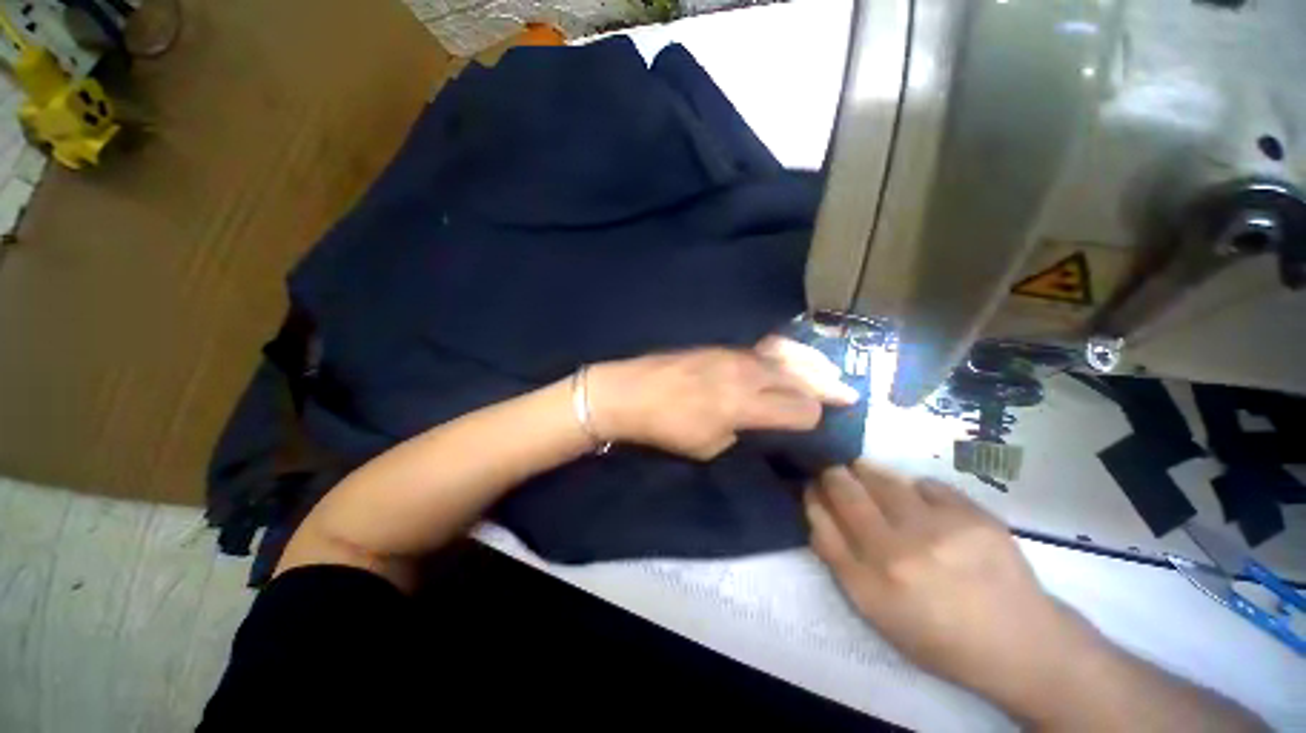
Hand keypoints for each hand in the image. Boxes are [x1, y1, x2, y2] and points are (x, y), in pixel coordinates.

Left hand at [587, 337, 858, 460]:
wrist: (631, 392)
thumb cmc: (666, 427)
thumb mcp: (708, 446)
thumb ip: (740, 432)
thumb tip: (757, 422)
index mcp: (745, 405)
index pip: (799, 408)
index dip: (814, 418)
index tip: (821, 423)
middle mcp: (747, 374)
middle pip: (799, 378)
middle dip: (827, 387)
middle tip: (849, 394)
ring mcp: (735, 355)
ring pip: (785, 357)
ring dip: (813, 366)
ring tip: (833, 371)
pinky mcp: (722, 347)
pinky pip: (764, 348)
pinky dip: (787, 354)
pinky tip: (796, 357)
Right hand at [805, 462, 1099, 717]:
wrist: (1020, 644)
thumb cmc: (938, 634)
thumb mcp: (876, 611)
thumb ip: (841, 559)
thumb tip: (819, 508)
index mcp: (870, 585)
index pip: (822, 522)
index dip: (812, 496)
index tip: (811, 486)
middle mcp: (898, 553)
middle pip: (845, 491)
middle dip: (832, 475)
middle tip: (834, 471)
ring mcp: (938, 531)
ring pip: (881, 479)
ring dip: (866, 472)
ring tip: (865, 472)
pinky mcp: (973, 516)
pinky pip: (925, 484)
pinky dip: (914, 487)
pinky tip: (919, 501)